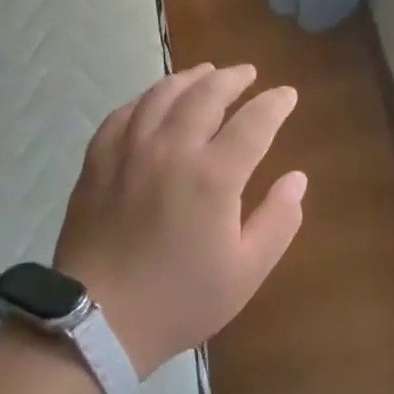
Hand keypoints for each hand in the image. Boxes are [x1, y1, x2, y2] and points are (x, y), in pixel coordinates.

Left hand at [55, 63, 306, 375]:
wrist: (98, 321)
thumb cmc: (181, 299)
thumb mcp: (247, 271)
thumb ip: (279, 220)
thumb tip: (296, 178)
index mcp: (213, 176)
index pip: (254, 121)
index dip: (275, 103)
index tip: (287, 95)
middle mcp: (171, 149)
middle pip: (206, 94)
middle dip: (233, 78)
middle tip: (248, 74)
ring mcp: (129, 151)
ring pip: (162, 96)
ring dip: (190, 78)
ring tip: (206, 73)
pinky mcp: (97, 161)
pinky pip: (123, 114)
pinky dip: (146, 98)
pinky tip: (154, 101)